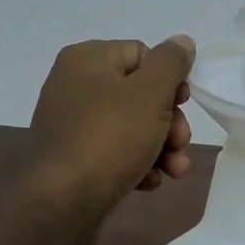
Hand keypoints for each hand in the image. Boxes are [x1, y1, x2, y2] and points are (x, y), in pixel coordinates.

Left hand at [28, 37, 195, 234]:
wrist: (62, 204)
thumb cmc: (110, 138)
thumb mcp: (150, 93)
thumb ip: (171, 62)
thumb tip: (181, 41)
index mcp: (87, 60)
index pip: (142, 54)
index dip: (169, 79)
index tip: (183, 104)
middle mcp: (74, 86)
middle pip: (139, 93)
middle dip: (169, 121)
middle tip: (180, 142)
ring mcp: (72, 125)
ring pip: (132, 126)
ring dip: (160, 147)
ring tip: (174, 170)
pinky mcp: (74, 159)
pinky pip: (114, 152)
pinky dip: (136, 164)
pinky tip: (149, 182)